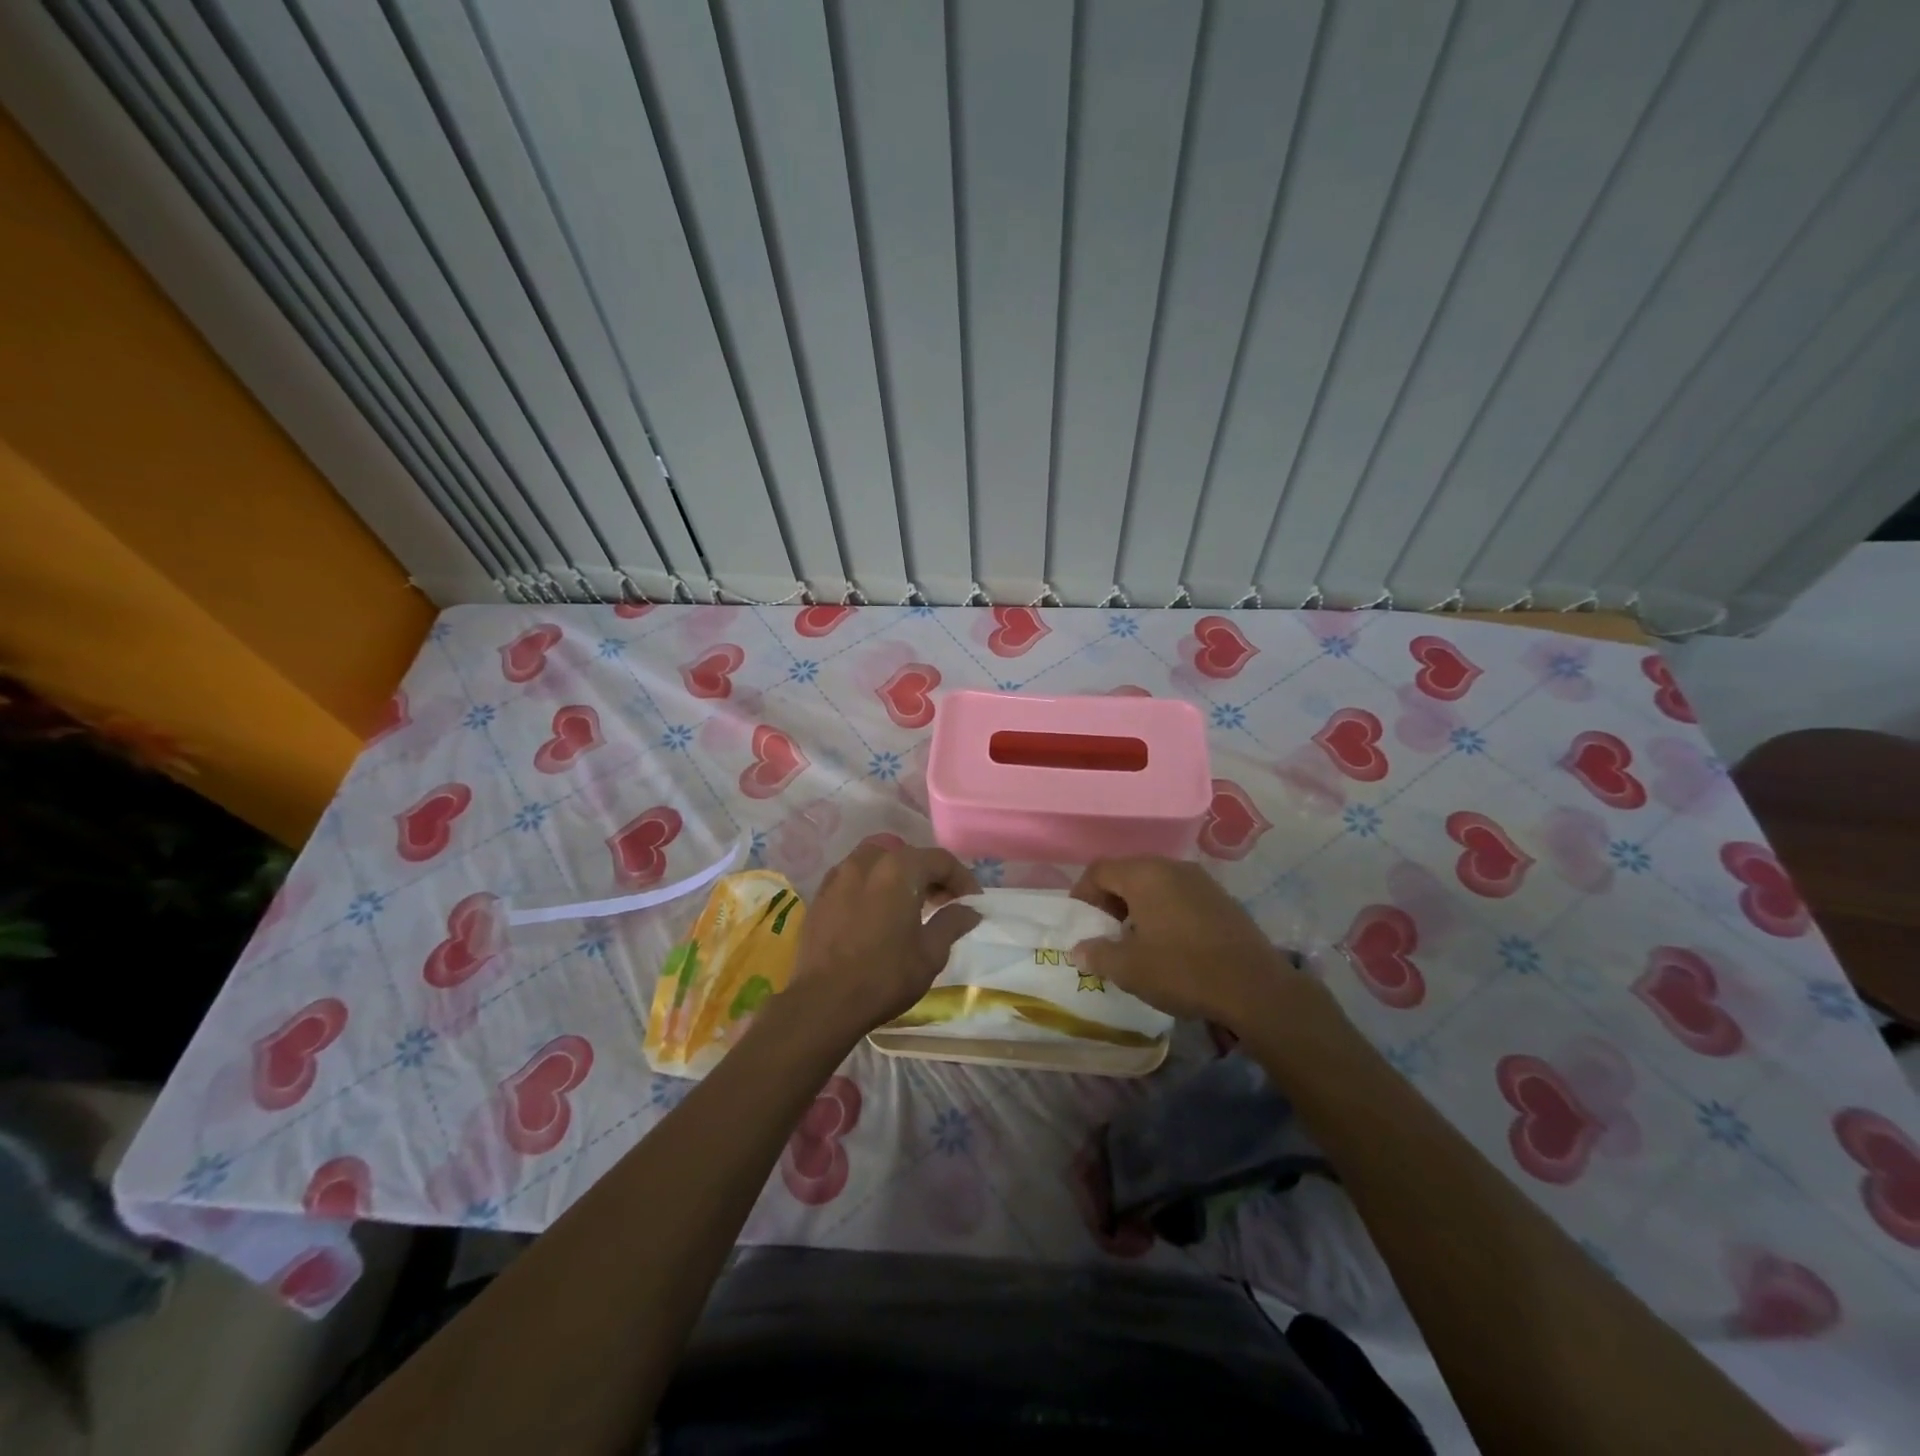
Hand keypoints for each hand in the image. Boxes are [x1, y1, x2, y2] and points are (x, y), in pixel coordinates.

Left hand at [785, 845, 981, 1038]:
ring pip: (877, 859)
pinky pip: (853, 876)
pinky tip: (876, 911)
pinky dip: (871, 884)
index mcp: (899, 869)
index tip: (972, 903)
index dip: (962, 879)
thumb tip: (970, 910)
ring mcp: (839, 876)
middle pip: (908, 855)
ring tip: (908, 903)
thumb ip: (952, 923)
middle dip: (930, 874)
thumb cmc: (885, 975)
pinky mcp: (820, 895)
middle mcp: (867, 862)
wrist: (823, 1002)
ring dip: (898, 874)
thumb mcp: (930, 953)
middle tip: (943, 902)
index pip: (940, 860)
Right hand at [1068, 857, 1308, 1028]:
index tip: (1081, 924)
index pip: (1099, 870)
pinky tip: (1170, 944)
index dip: (1082, 894)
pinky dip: (1165, 912)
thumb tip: (1079, 950)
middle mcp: (1171, 867)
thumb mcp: (1129, 969)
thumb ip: (1097, 954)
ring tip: (1136, 941)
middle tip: (1105, 933)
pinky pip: (1180, 895)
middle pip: (1128, 873)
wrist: (1255, 988)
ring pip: (1156, 884)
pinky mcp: (1222, 899)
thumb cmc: (1182, 971)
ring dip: (1138, 906)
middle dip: (1110, 900)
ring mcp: (1201, 880)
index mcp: (1144, 874)